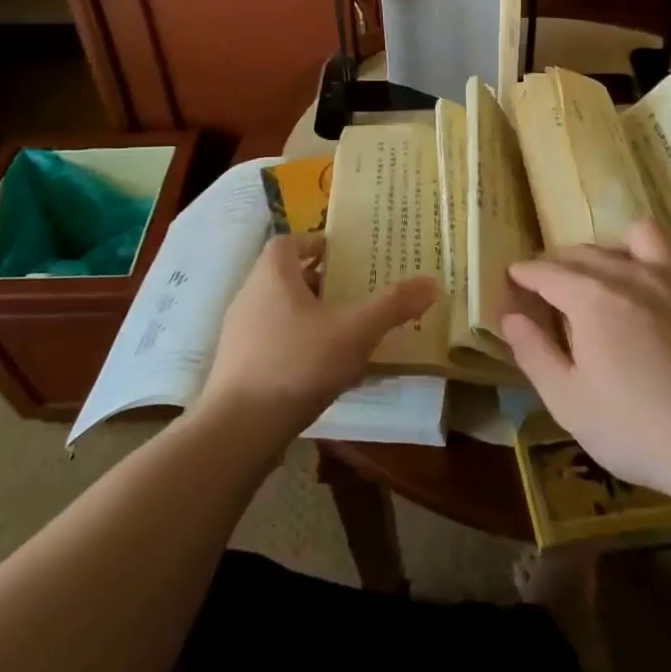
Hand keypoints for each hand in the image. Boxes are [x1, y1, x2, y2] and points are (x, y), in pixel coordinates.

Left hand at [199, 234, 437, 440]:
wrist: (238, 430)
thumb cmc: (297, 364)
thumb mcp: (354, 332)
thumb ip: (392, 306)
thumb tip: (432, 282)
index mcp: (273, 273)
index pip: (291, 241)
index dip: (317, 243)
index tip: (346, 255)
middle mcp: (250, 294)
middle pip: (287, 275)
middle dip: (321, 281)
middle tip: (356, 291)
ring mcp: (240, 332)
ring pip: (280, 310)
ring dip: (310, 314)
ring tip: (345, 330)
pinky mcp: (238, 366)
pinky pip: (273, 341)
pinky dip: (297, 344)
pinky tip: (322, 369)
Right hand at [501, 220, 670, 496]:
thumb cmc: (638, 429)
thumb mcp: (568, 402)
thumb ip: (533, 353)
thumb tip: (509, 316)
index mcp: (591, 297)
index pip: (547, 272)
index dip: (525, 273)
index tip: (512, 276)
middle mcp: (630, 275)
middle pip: (585, 252)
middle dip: (559, 262)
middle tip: (547, 282)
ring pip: (638, 236)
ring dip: (616, 248)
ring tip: (609, 274)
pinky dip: (669, 263)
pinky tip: (663, 285)